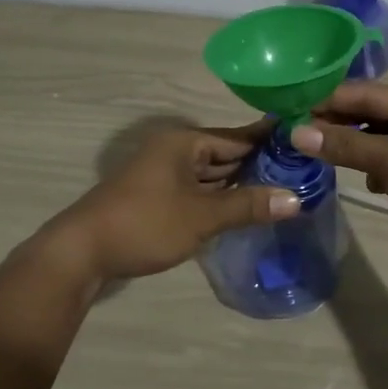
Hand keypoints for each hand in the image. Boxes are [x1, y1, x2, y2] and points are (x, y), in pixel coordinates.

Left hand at [40, 121, 299, 283]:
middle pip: (225, 154)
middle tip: (302, 175)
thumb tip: (296, 198)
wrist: (82, 252)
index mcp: (184, 142)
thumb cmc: (145, 224)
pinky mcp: (157, 197)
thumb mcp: (202, 215)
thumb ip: (248, 205)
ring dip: (240, 184)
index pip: (238, 136)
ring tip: (282, 192)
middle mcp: (174, 151)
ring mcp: (163, 174)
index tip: (305, 145)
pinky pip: (198, 191)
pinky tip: (244, 209)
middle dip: (259, 166)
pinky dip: (219, 198)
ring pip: (211, 174)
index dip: (271, 142)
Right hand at [291, 82, 387, 286]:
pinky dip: (361, 167)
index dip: (324, 99)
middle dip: (329, 123)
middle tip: (286, 133)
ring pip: (369, 140)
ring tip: (304, 153)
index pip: (363, 92)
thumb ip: (346, 145)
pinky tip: (347, 177)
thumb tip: (296, 132)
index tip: (284, 109)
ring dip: (342, 146)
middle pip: (364, 114)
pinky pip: (379, 163)